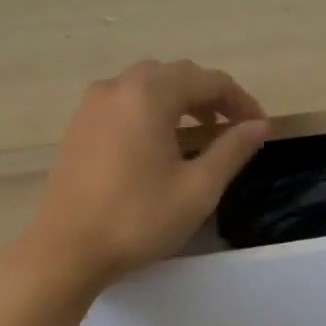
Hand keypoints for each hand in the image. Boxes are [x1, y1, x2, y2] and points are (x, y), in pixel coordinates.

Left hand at [20, 60, 268, 293]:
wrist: (65, 250)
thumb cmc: (138, 218)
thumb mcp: (198, 188)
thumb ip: (232, 149)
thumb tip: (260, 125)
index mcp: (150, 94)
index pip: (209, 81)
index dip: (241, 101)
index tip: (260, 128)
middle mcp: (119, 87)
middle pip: (177, 74)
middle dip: (211, 96)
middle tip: (234, 127)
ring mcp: (93, 105)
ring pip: (148, 85)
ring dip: (181, 100)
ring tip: (201, 132)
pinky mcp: (80, 125)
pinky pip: (126, 101)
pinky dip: (153, 110)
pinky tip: (161, 142)